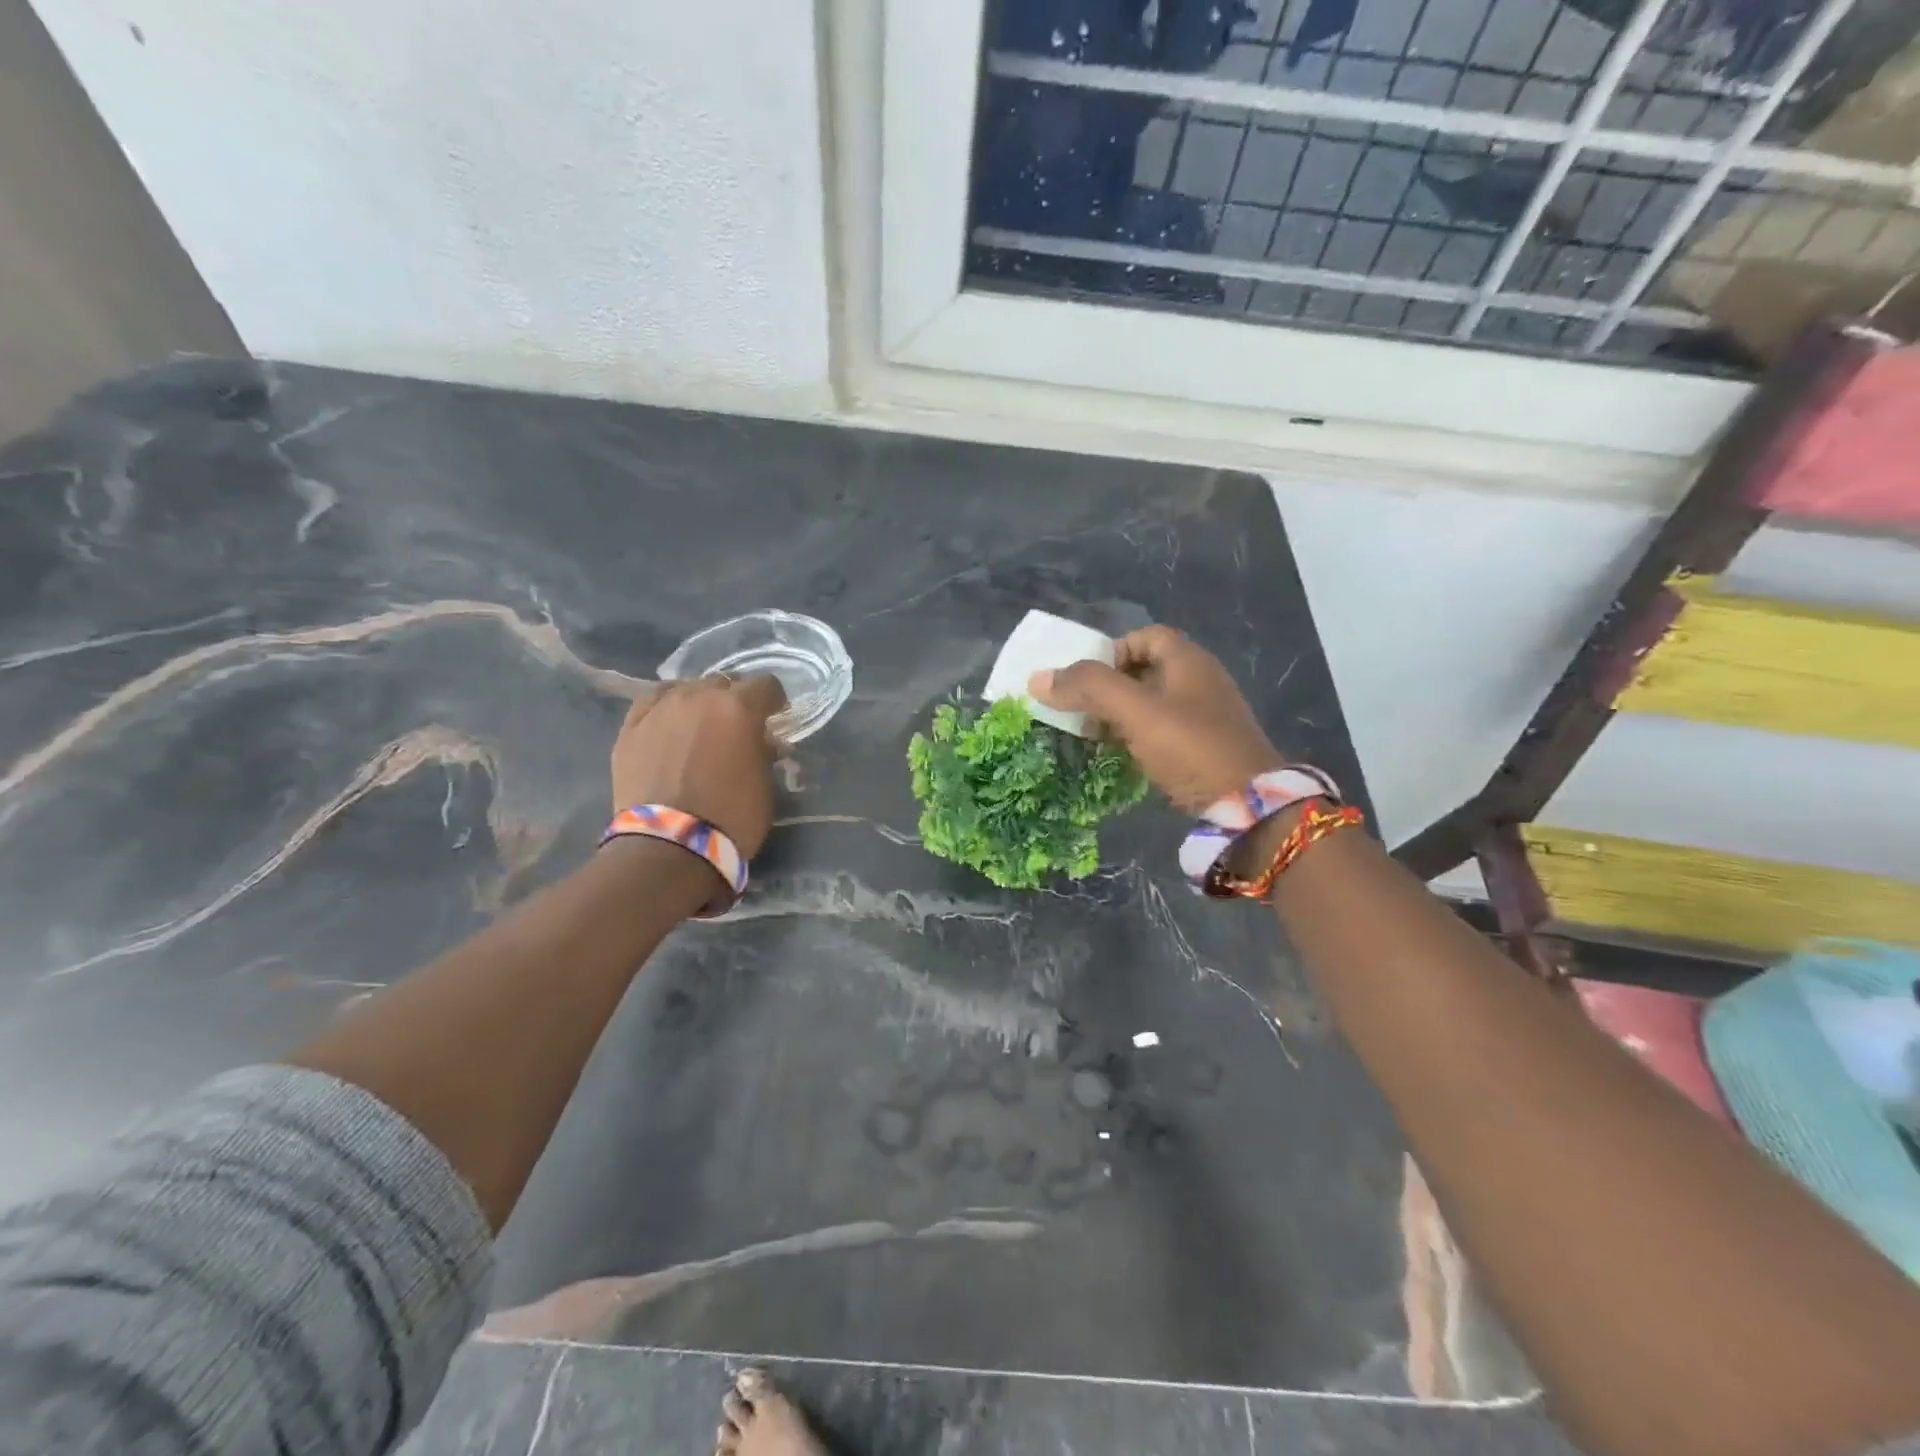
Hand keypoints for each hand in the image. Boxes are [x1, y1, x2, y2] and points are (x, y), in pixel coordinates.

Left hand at [610, 675, 785, 855]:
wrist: (669, 846)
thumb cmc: (731, 818)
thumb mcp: (765, 785)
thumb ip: (763, 753)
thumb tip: (761, 742)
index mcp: (738, 708)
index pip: (765, 686)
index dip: (773, 701)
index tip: (773, 718)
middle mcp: (698, 696)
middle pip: (722, 683)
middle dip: (732, 701)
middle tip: (734, 729)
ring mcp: (660, 709)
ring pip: (684, 689)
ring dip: (697, 703)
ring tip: (697, 729)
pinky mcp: (630, 727)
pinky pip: (652, 703)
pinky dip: (665, 710)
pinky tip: (667, 728)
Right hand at [1029, 625, 1282, 812]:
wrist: (1249, 806)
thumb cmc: (1191, 746)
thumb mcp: (1136, 711)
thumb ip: (1089, 688)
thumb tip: (1037, 678)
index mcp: (1189, 661)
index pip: (1145, 636)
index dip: (1112, 651)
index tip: (1088, 681)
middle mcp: (1200, 681)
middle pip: (1146, 670)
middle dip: (1109, 687)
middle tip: (1082, 711)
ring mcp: (1206, 717)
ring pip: (1152, 704)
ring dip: (1120, 716)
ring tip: (1094, 737)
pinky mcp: (1206, 748)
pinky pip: (1163, 732)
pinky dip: (1138, 738)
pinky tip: (1122, 757)